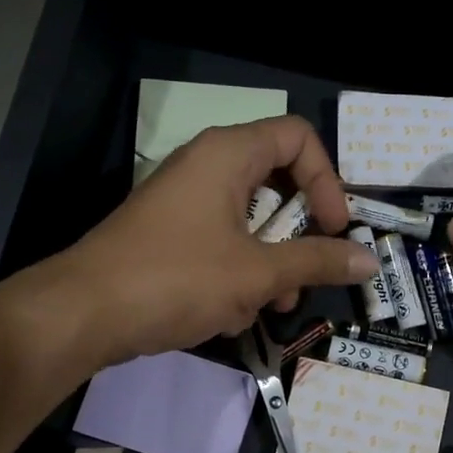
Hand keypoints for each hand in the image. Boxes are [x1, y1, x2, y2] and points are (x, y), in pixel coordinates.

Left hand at [37, 116, 379, 369]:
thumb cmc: (176, 278)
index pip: (298, 137)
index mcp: (228, 154)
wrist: (82, 314)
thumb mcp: (257, 273)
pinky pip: (222, 242)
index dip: (327, 180)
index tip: (335, 228)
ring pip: (251, 220)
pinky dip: (238, 273)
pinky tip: (230, 315)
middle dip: (300, 233)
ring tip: (272, 305)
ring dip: (272, 263)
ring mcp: (185, 201)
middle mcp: (207, 166)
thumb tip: (370, 260)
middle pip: (277, 181)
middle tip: (309, 272)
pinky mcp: (170, 234)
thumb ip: (317, 262)